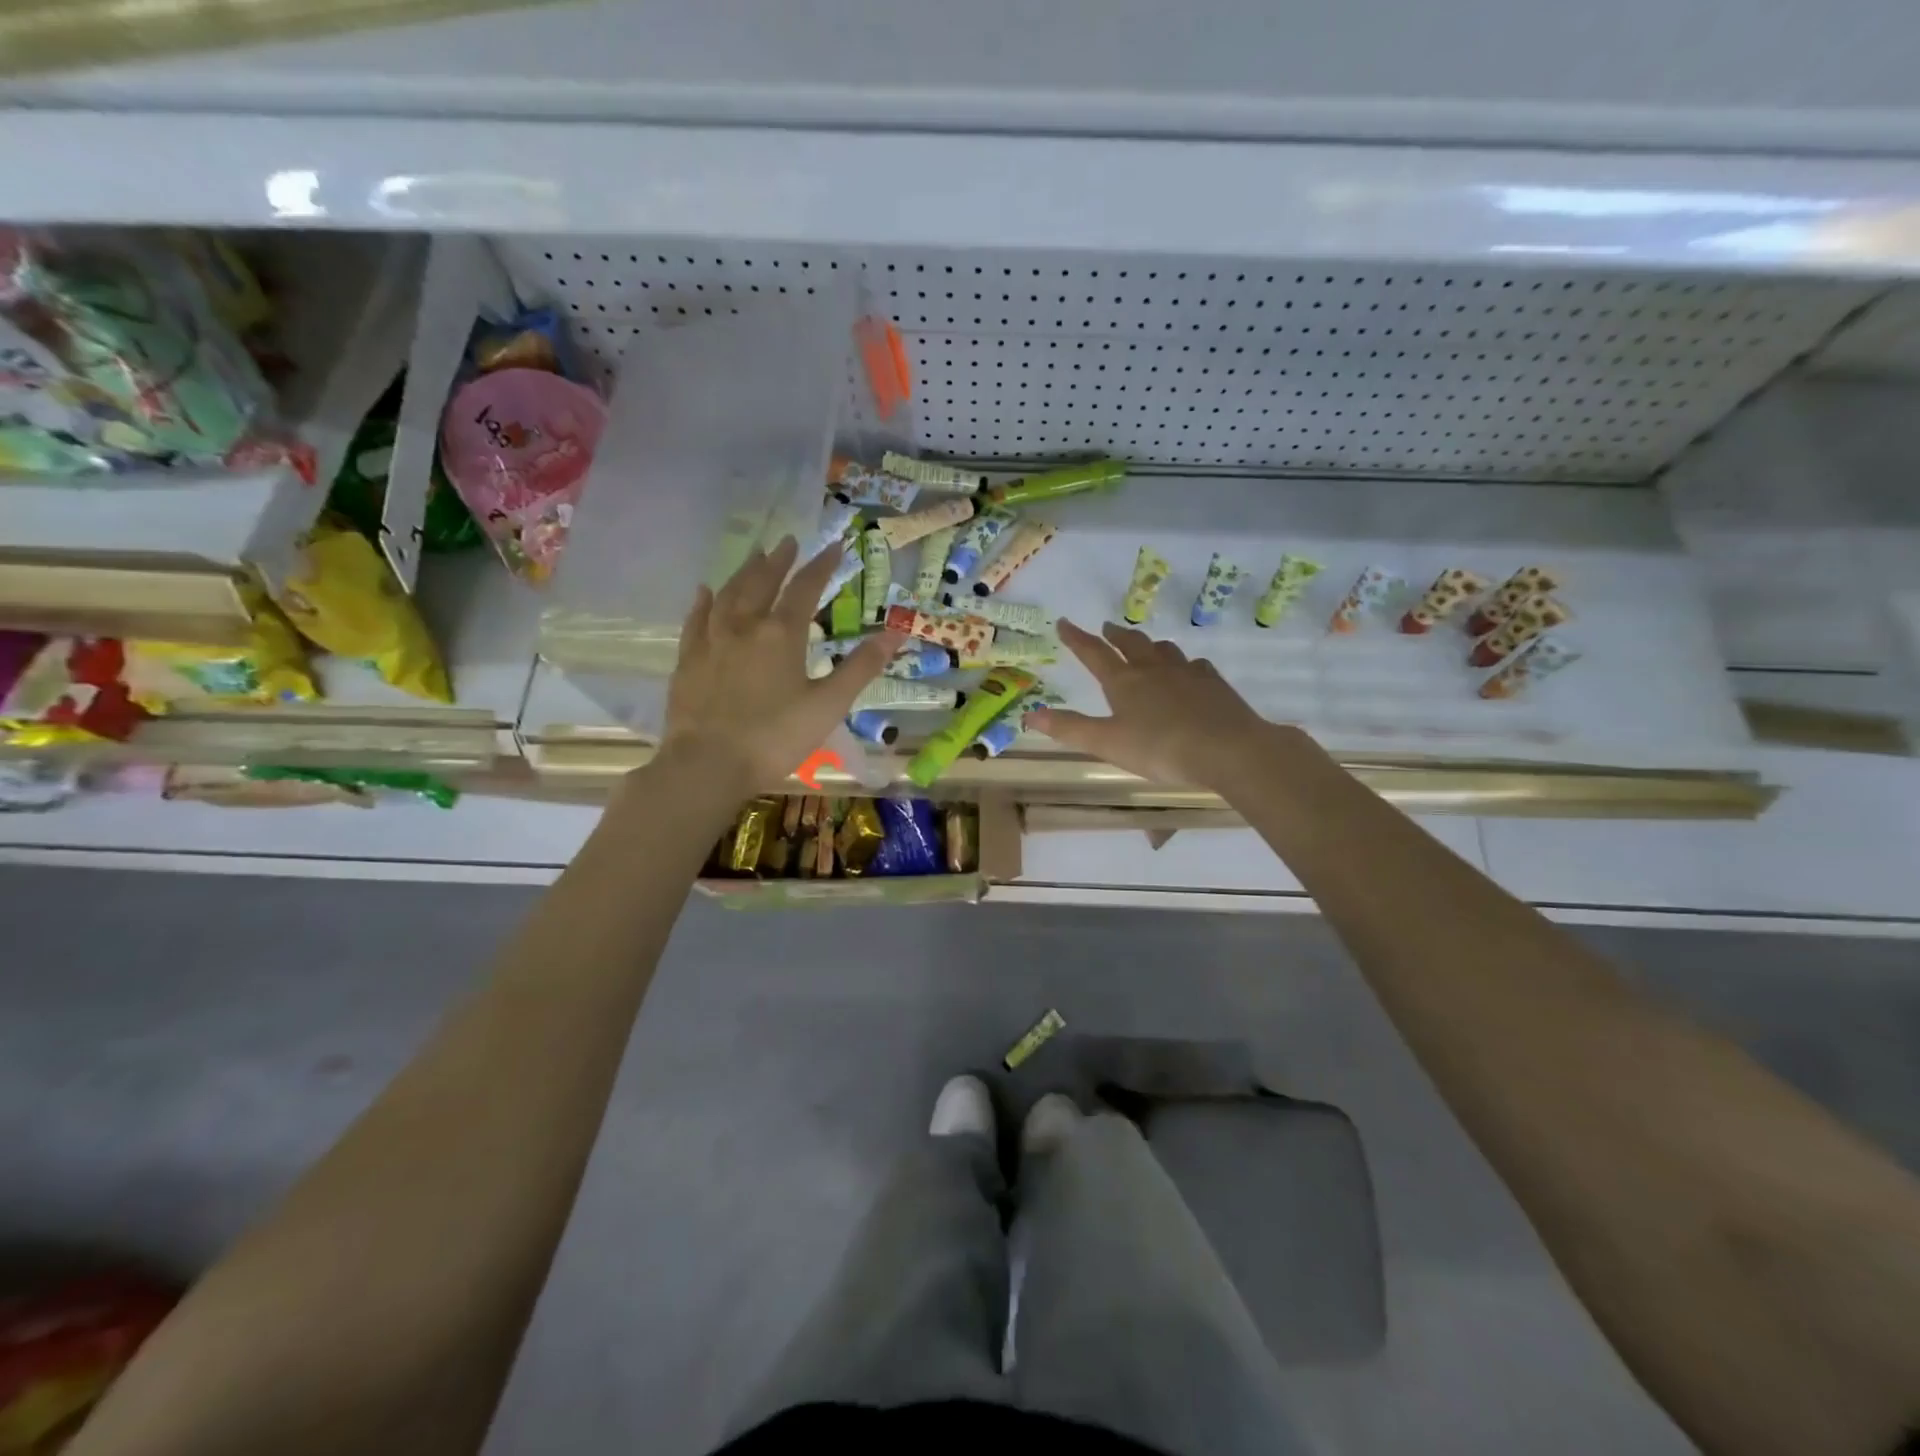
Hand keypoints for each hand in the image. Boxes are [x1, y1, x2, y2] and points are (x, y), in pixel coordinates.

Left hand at [658, 537, 899, 790]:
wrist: (707, 765)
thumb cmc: (775, 738)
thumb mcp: (828, 705)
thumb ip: (861, 667)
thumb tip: (896, 632)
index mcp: (781, 635)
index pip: (805, 588)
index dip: (822, 566)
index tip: (835, 547)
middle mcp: (744, 626)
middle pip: (762, 582)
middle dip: (779, 561)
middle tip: (789, 541)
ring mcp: (711, 641)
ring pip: (728, 594)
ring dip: (744, 572)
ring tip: (755, 555)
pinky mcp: (688, 661)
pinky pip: (696, 620)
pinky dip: (704, 602)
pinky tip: (705, 591)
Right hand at [1028, 619, 1278, 788]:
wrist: (1227, 749)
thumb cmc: (1160, 748)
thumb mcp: (1107, 743)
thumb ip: (1070, 729)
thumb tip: (1030, 715)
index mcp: (1124, 682)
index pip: (1094, 653)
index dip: (1077, 639)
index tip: (1064, 622)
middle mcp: (1153, 669)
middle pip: (1131, 644)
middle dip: (1114, 635)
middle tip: (1106, 628)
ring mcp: (1186, 672)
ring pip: (1164, 650)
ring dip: (1149, 645)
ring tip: (1145, 646)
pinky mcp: (1213, 683)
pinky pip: (1195, 664)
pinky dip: (1185, 664)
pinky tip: (1189, 671)